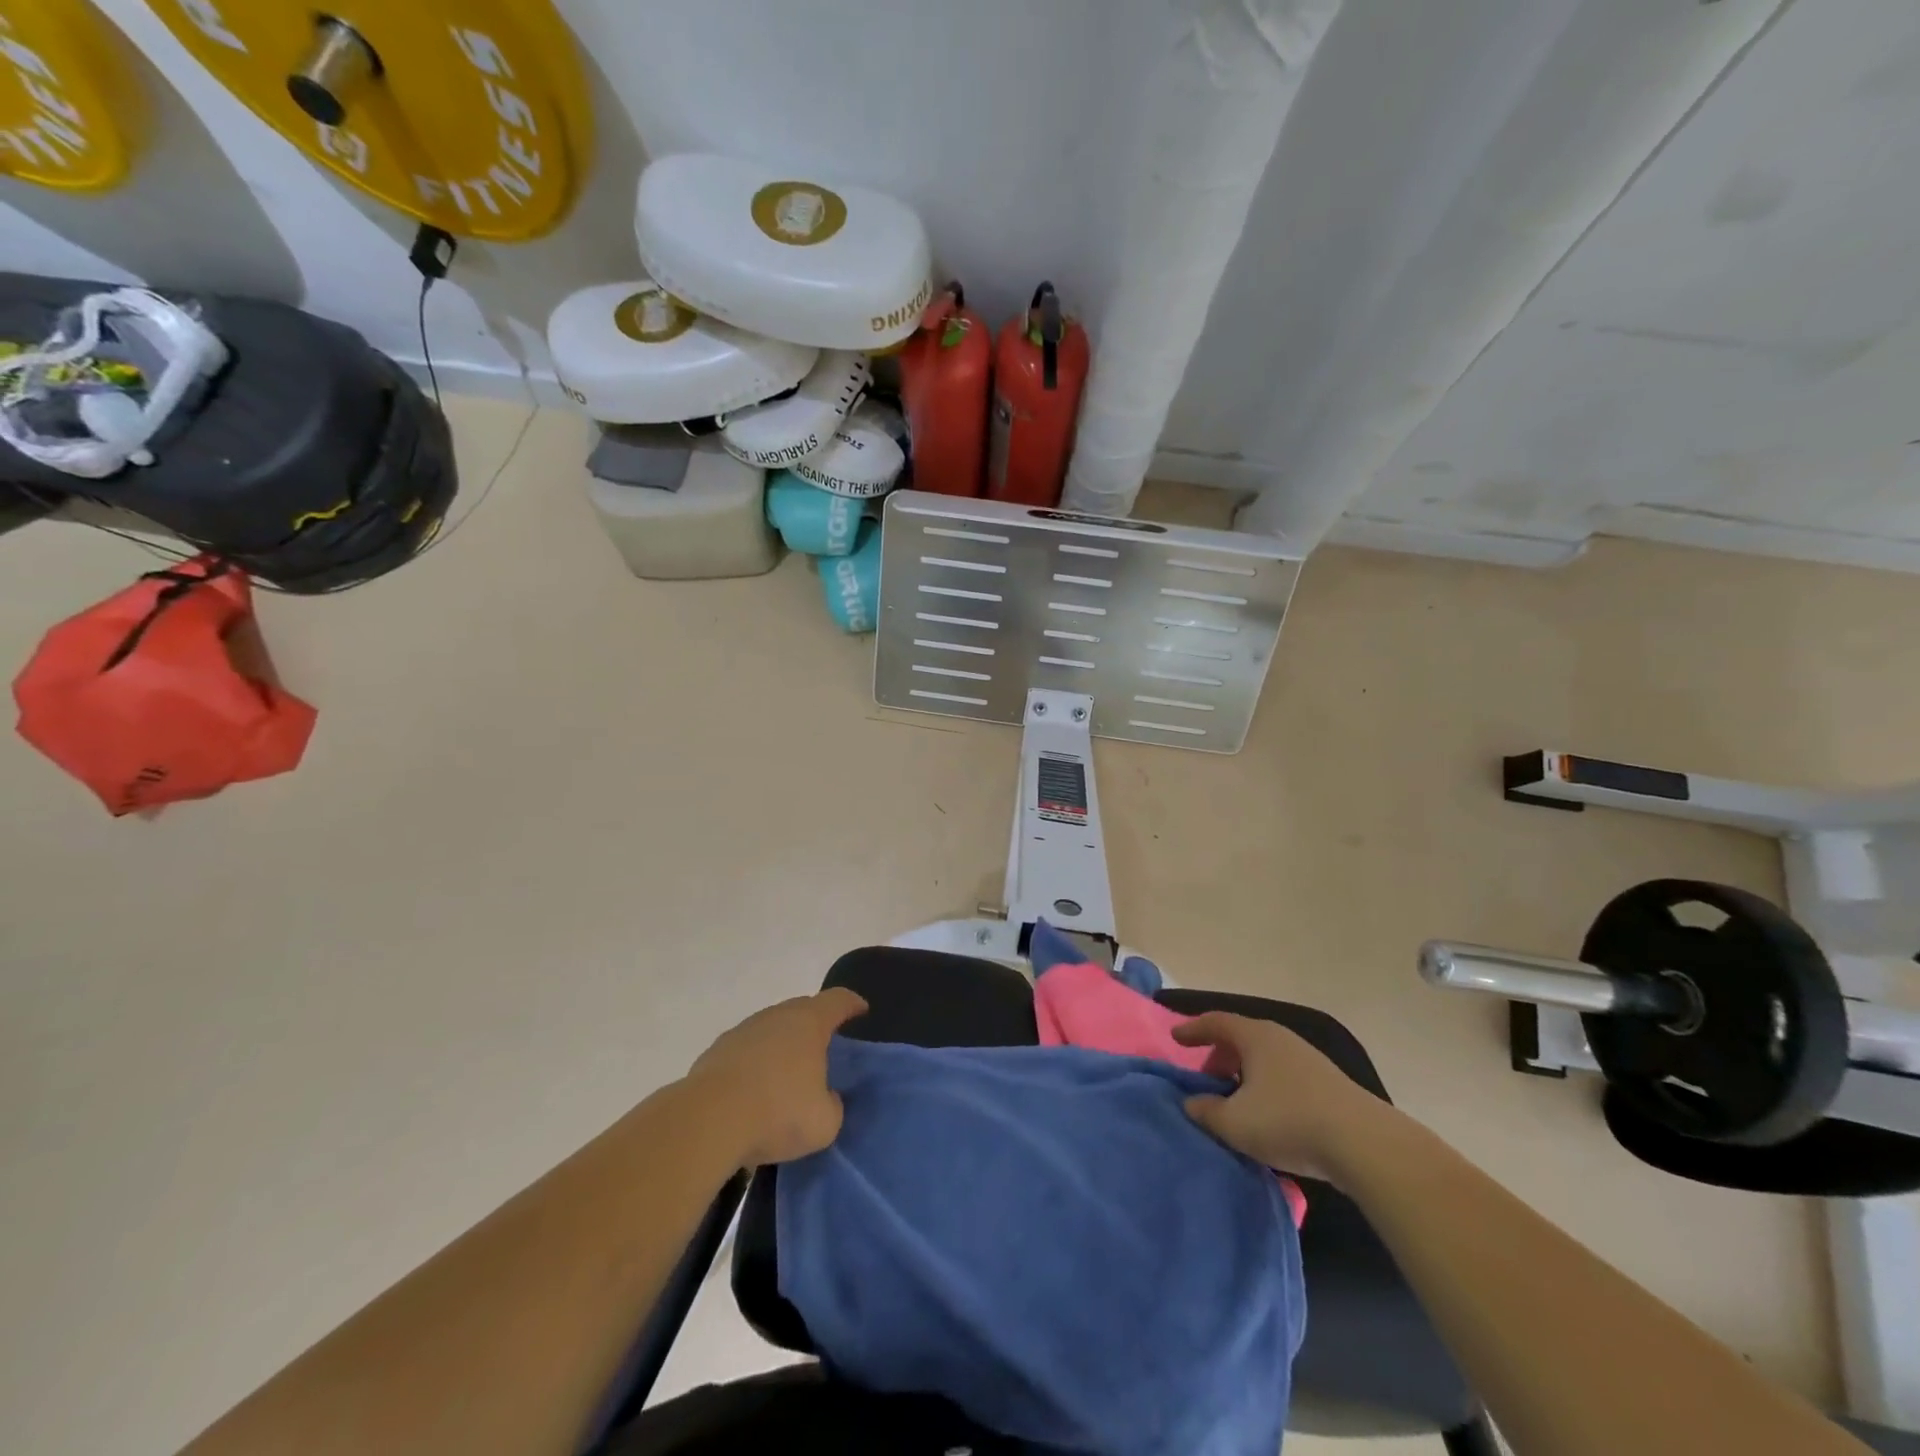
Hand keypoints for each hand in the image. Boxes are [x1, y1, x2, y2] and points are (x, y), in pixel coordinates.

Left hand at [686, 988, 868, 1168]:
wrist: (707, 1121)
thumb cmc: (777, 1113)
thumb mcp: (824, 1122)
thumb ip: (833, 1105)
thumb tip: (825, 1098)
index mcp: (809, 1023)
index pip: (838, 1000)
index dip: (852, 1004)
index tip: (861, 1011)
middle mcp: (777, 1016)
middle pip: (802, 1009)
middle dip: (816, 1023)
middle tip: (825, 1046)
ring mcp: (743, 1030)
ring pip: (771, 1028)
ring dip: (782, 1044)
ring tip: (787, 1073)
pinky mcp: (716, 1051)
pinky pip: (746, 1050)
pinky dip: (755, 1062)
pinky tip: (753, 1090)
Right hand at [1173, 1012, 1397, 1185]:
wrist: (1365, 1144)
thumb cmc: (1288, 1121)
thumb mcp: (1235, 1123)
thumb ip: (1205, 1111)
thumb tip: (1191, 1103)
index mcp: (1255, 1036)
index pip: (1216, 1022)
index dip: (1193, 1029)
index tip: (1176, 1039)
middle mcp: (1281, 1038)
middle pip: (1241, 1039)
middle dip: (1219, 1056)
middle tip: (1207, 1079)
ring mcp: (1308, 1059)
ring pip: (1265, 1058)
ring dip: (1245, 1074)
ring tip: (1237, 1101)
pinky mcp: (1329, 1083)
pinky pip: (1285, 1075)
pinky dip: (1267, 1086)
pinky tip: (1269, 1116)